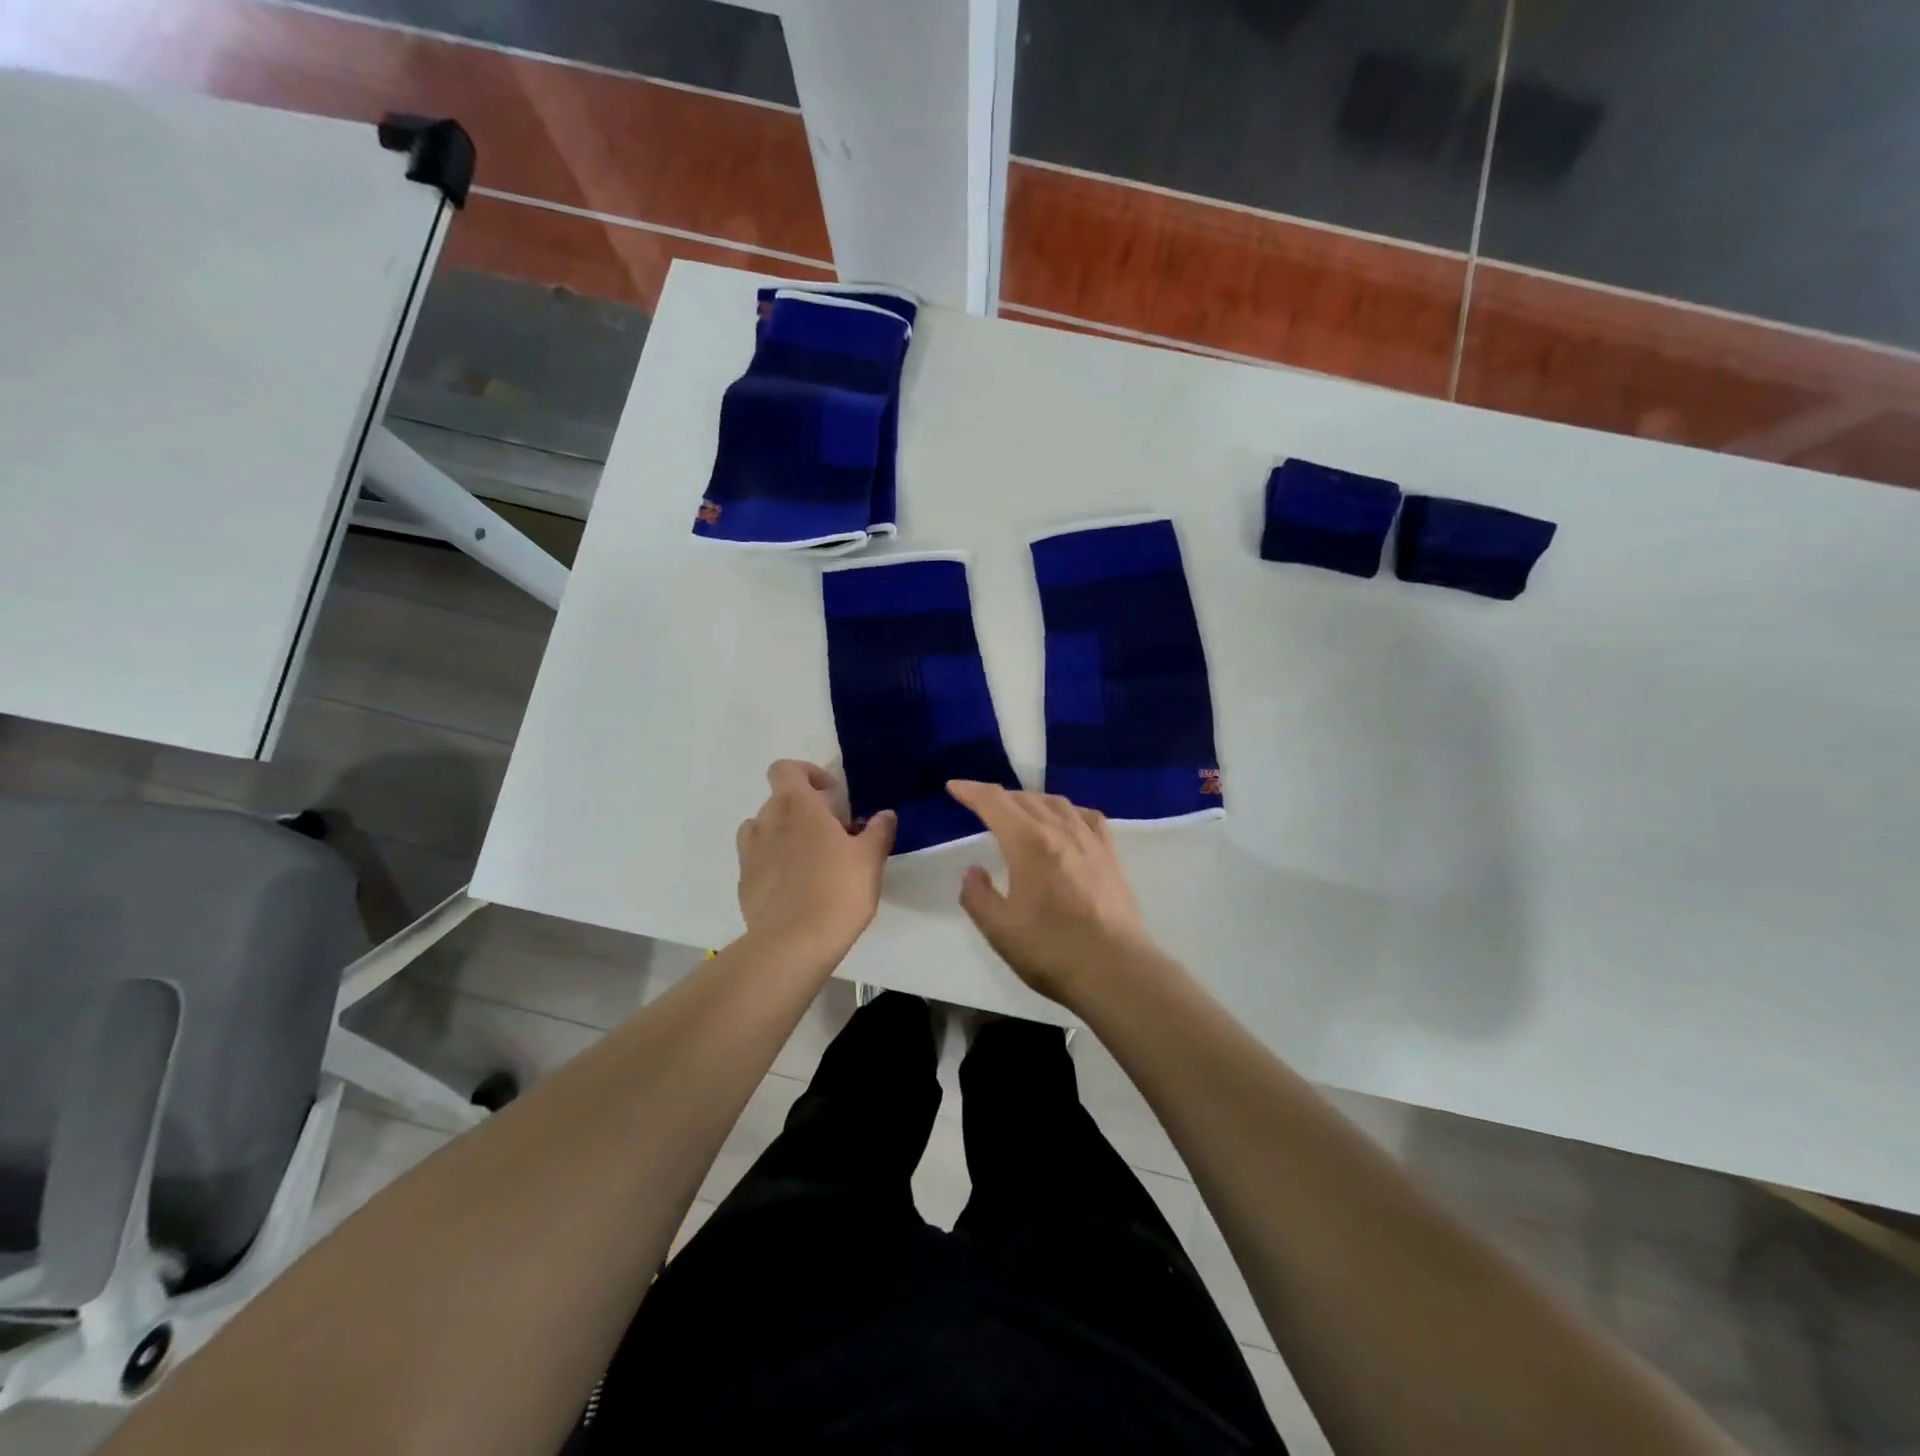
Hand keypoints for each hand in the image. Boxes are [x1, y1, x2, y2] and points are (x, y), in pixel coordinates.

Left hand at [737, 761, 894, 959]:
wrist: (793, 943)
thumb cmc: (837, 890)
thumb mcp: (870, 859)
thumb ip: (878, 831)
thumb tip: (884, 815)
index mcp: (797, 806)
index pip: (785, 769)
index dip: (807, 773)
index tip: (830, 794)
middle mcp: (767, 821)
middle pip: (778, 800)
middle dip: (803, 809)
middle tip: (831, 833)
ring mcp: (750, 853)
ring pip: (762, 829)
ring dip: (782, 833)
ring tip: (807, 857)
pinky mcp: (744, 883)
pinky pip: (757, 860)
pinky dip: (772, 863)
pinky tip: (794, 887)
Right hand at [947, 780, 1157, 1007]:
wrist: (1115, 971)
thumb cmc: (1051, 950)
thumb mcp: (999, 929)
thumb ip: (978, 896)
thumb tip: (973, 871)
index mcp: (1028, 843)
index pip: (994, 803)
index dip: (971, 791)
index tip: (954, 787)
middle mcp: (1060, 831)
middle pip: (1024, 799)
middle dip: (998, 796)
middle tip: (980, 804)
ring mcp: (1090, 841)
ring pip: (1056, 803)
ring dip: (1030, 800)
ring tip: (1018, 810)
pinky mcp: (1110, 856)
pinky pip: (1087, 818)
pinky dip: (1068, 811)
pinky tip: (1066, 821)